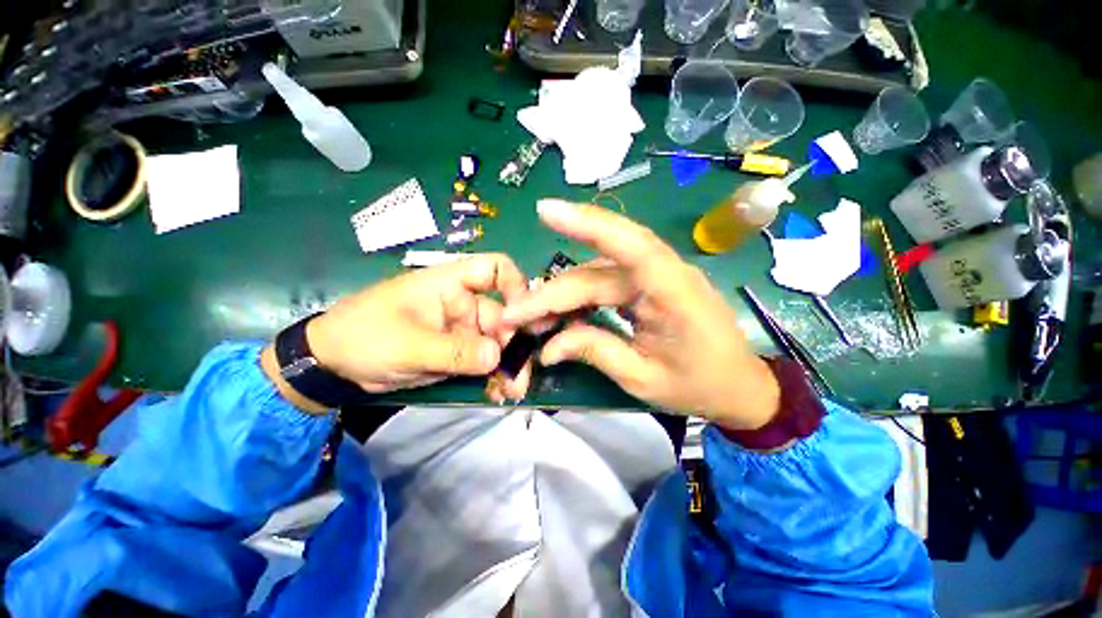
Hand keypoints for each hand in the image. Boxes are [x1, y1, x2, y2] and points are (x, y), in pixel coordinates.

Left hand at [293, 254, 529, 399]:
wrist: (333, 365)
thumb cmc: (363, 336)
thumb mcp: (407, 344)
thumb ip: (453, 351)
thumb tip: (497, 357)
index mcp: (450, 284)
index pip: (493, 269)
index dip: (516, 286)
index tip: (525, 317)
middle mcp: (463, 303)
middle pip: (503, 316)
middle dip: (514, 346)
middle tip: (520, 378)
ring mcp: (461, 329)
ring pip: (497, 343)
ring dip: (507, 366)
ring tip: (511, 392)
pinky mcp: (457, 351)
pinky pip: (483, 361)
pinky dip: (493, 376)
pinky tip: (497, 394)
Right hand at [502, 200, 779, 429]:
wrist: (740, 388)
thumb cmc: (700, 386)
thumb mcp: (643, 378)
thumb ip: (595, 352)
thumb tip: (548, 346)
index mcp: (674, 292)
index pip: (629, 246)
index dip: (587, 224)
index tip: (545, 211)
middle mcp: (664, 274)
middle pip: (596, 273)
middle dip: (552, 293)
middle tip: (515, 314)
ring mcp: (656, 277)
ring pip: (596, 275)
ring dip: (562, 294)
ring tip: (532, 316)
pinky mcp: (649, 285)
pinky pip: (607, 283)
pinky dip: (580, 297)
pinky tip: (561, 311)